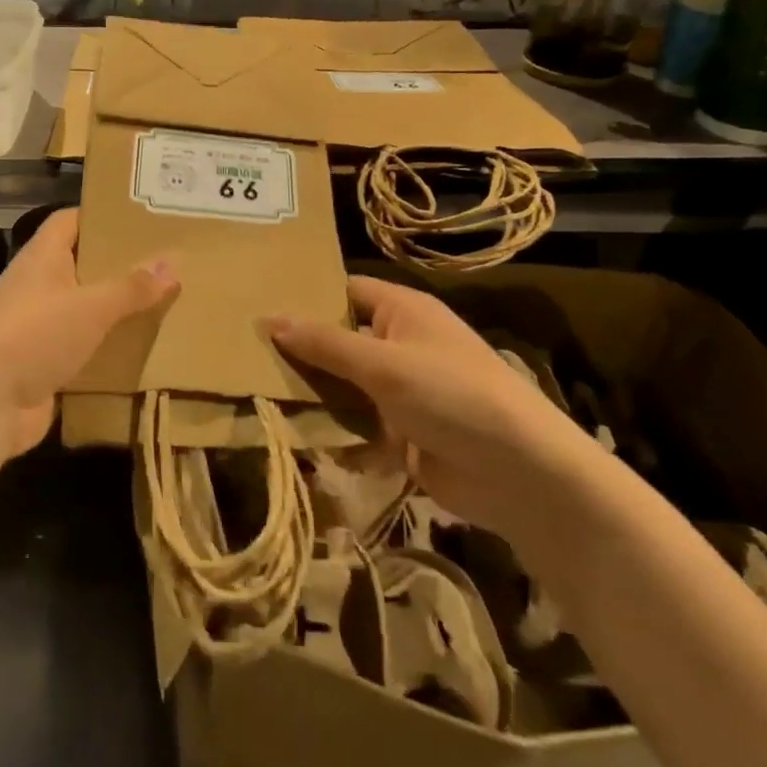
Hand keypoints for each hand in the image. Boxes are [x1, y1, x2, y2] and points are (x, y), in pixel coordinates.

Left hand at [0, 209, 176, 459]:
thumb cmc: (34, 336)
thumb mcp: (91, 307)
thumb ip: (132, 287)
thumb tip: (173, 262)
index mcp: (42, 258)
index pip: (70, 221)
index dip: (102, 215)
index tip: (143, 219)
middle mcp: (38, 287)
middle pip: (83, 266)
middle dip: (121, 267)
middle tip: (169, 264)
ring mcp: (39, 328)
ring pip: (86, 311)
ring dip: (118, 312)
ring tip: (167, 305)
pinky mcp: (44, 365)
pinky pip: (84, 350)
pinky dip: (108, 351)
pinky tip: (145, 352)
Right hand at [269, 276, 596, 535]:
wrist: (520, 474)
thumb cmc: (451, 396)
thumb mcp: (382, 364)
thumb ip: (324, 343)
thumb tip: (269, 319)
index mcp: (402, 311)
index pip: (344, 291)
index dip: (305, 297)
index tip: (257, 307)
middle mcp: (400, 344)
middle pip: (339, 341)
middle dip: (301, 352)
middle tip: (245, 356)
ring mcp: (401, 391)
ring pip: (344, 386)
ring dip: (314, 396)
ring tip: (259, 398)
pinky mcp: (402, 433)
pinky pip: (357, 426)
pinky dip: (335, 433)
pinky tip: (299, 439)